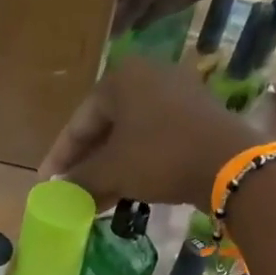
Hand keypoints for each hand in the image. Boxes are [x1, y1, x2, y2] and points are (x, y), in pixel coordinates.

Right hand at [40, 57, 269, 207]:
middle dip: (85, 164)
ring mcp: (173, 93)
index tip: (47, 183)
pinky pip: (151, 138)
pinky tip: (123, 189)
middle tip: (69, 191)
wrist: (228, 162)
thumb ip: (79, 180)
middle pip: (102, 127)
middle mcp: (146, 75)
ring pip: (127, 135)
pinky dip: (133, 163)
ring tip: (93, 198)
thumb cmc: (159, 157)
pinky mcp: (193, 114)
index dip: (59, 157)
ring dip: (108, 168)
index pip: (78, 122)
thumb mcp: (112, 171)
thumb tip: (58, 193)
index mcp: (119, 78)